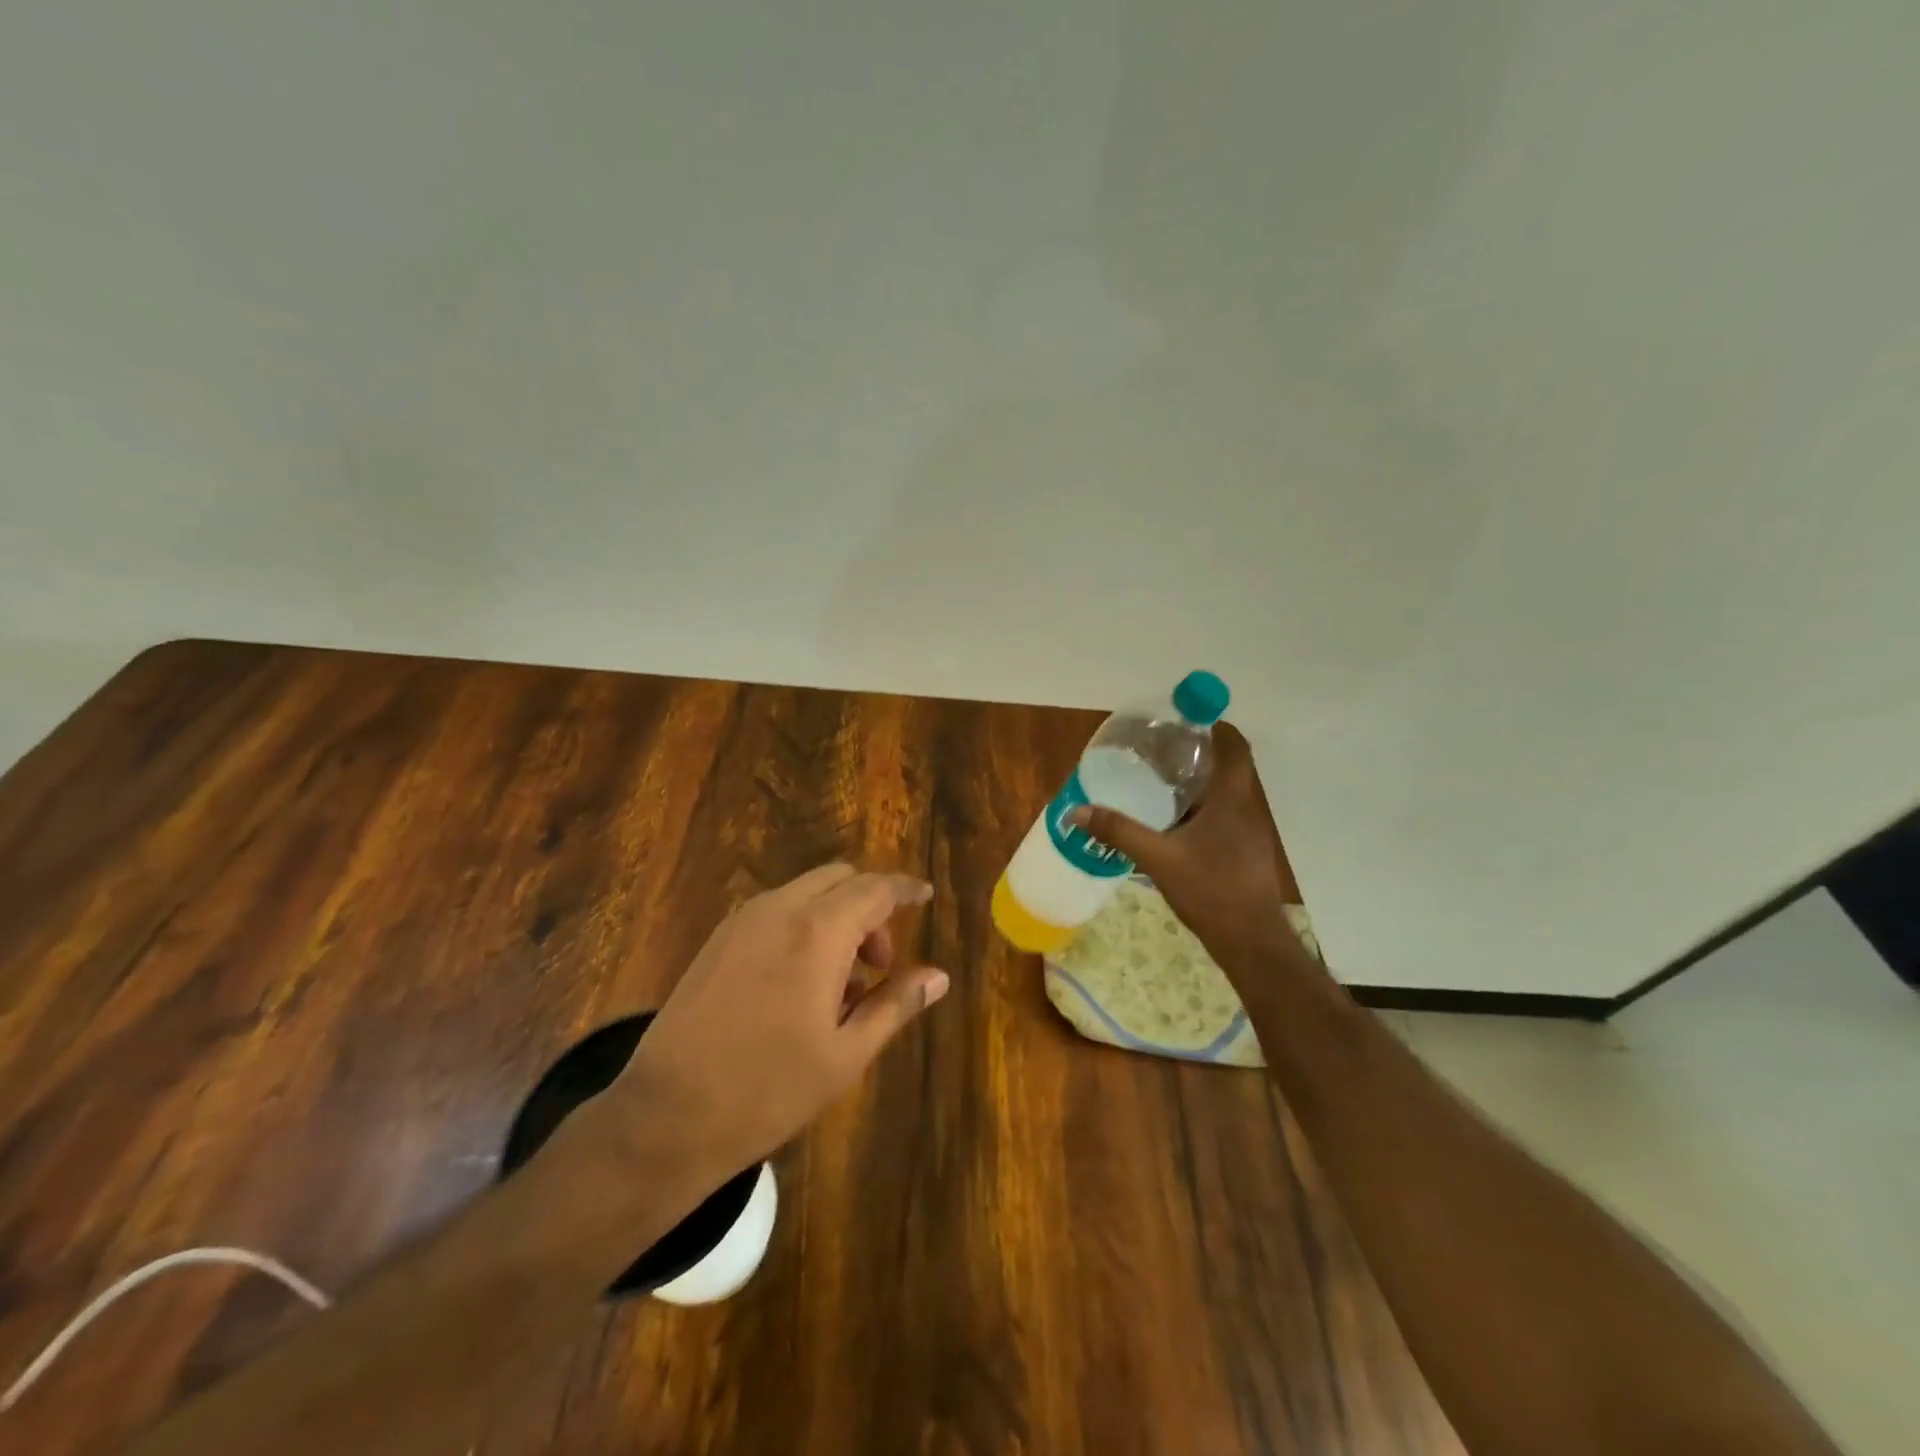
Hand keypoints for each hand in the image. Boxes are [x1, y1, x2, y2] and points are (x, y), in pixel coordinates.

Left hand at [615, 865, 949, 1173]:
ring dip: (835, 915)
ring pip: (805, 891)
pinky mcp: (718, 939)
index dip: (905, 889)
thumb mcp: (845, 1054)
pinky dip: (803, 923)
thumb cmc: (768, 1090)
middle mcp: (780, 910)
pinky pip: (775, 910)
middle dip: (869, 905)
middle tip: (879, 962)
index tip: (925, 895)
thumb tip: (938, 977)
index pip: (875, 889)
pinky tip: (800, 982)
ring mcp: (743, 921)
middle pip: (839, 879)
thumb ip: (895, 1005)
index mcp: (818, 932)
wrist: (666, 1116)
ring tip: (841, 982)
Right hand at [1069, 723, 1317, 985]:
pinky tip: (1173, 824)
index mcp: (1232, 799)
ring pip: (1226, 793)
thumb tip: (1078, 811)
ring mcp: (1250, 832)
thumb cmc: (1211, 890)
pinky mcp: (1246, 852)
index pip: (1235, 746)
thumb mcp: (1158, 858)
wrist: (1251, 942)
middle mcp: (1246, 808)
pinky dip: (1201, 809)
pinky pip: (1224, 816)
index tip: (1183, 721)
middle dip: (1197, 754)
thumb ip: (1119, 832)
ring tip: (1158, 782)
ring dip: (1199, 783)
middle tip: (1158, 751)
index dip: (1215, 726)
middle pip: (1228, 766)